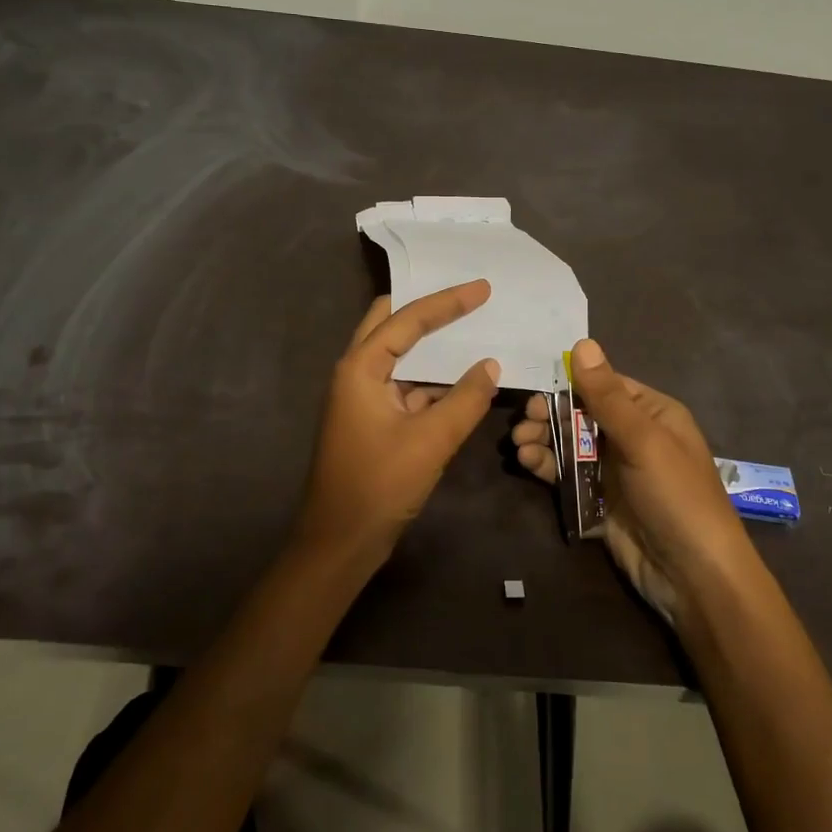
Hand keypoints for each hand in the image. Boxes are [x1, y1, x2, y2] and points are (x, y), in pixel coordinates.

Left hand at [299, 280, 501, 564]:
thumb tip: (491, 366)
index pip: (407, 320)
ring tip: (473, 329)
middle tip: (467, 297)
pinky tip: (464, 379)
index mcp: (360, 368)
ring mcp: (363, 397)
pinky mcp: (373, 419)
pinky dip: (433, 379)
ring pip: (400, 356)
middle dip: (428, 308)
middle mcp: (357, 373)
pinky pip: (406, 386)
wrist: (339, 544)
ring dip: (433, 346)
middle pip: (391, 324)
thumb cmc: (379, 486)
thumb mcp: (431, 442)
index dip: (447, 301)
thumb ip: (465, 400)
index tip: (482, 288)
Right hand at [512, 339, 751, 623]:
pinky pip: (567, 476)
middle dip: (550, 415)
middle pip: (582, 415)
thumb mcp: (644, 440)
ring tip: (518, 445)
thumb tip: (582, 342)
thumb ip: (607, 395)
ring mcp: (615, 471)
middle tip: (523, 422)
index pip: (604, 386)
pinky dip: (546, 467)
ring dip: (543, 441)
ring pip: (570, 445)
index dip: (570, 384)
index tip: (535, 389)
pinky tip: (526, 463)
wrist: (695, 579)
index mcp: (652, 414)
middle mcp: (633, 437)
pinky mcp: (599, 502)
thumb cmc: (676, 497)